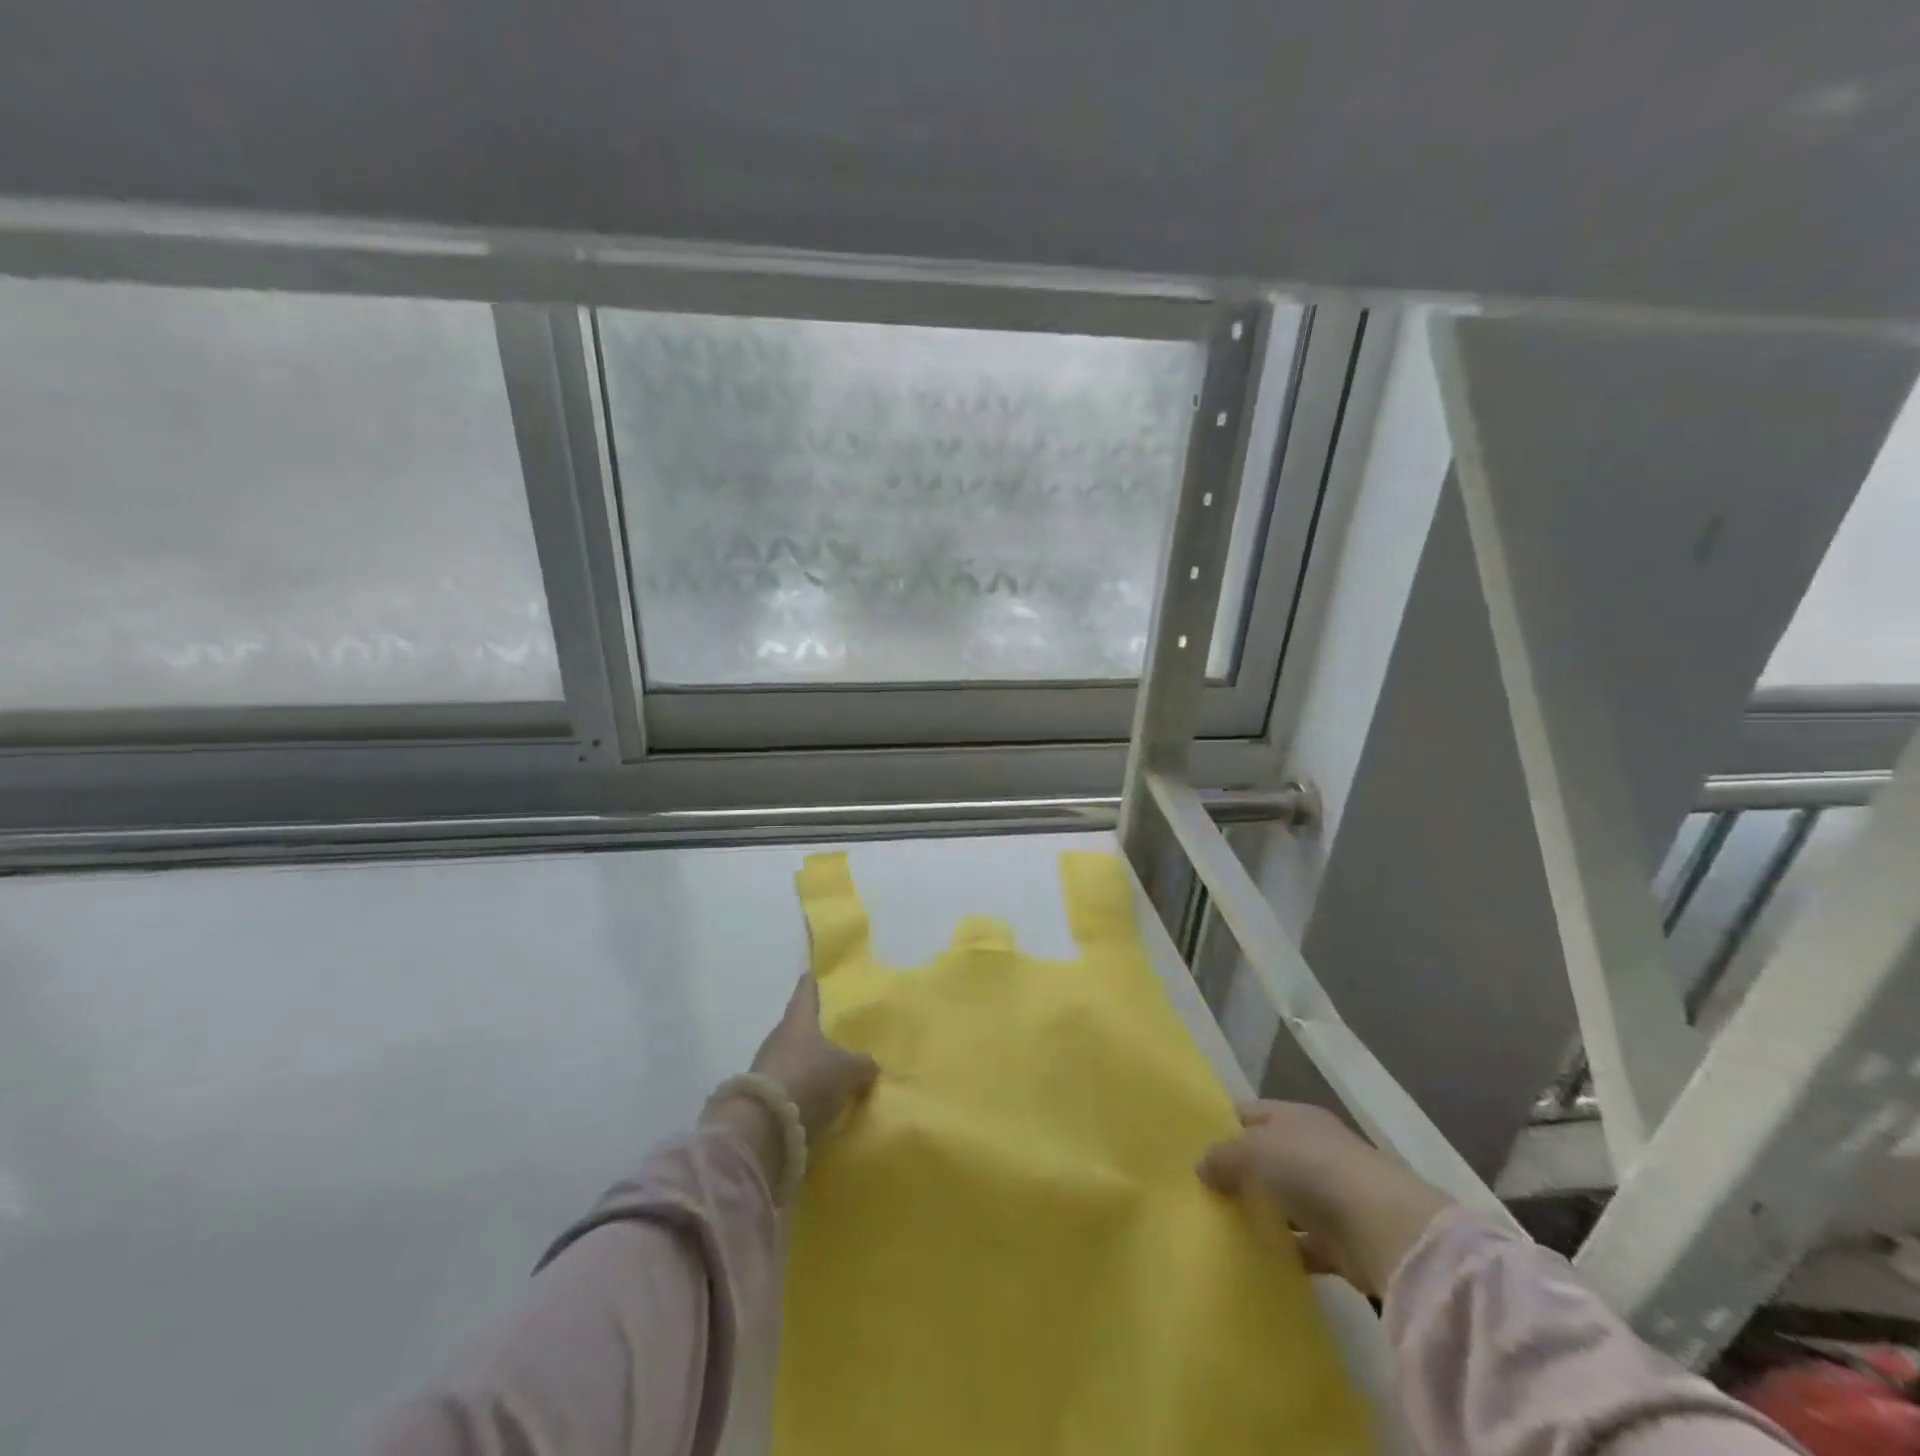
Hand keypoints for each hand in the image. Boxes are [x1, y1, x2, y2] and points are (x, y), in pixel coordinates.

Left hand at [748, 974, 878, 1144]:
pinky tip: (814, 1100)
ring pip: (791, 1057)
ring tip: (828, 1072)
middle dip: (813, 1031)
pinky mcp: (760, 1096)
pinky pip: (786, 1085)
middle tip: (833, 1033)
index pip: (806, 993)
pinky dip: (799, 1089)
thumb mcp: (848, 1070)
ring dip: (806, 1064)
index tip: (812, 973)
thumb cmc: (810, 1078)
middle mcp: (778, 1037)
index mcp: (798, 1020)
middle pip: (797, 1028)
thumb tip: (869, 1064)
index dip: (811, 983)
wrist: (763, 1125)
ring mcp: (765, 1066)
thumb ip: (862, 1064)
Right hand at [1198, 1101, 1452, 1297]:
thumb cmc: (1311, 1170)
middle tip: (1202, 1191)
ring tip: (1222, 1226)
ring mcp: (1331, 1195)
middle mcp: (1314, 1148)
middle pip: (1267, 1157)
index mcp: (1294, 1116)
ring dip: (1262, 1213)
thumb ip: (1222, 1158)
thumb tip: (1201, 1167)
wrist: (1384, 1230)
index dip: (1222, 1126)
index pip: (1249, 1113)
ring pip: (1285, 1201)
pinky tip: (1258, 1259)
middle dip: (1239, 1173)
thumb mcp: (1253, 1152)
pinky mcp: (1343, 1241)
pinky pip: (1304, 1243)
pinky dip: (1286, 1251)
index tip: (1192, 1147)